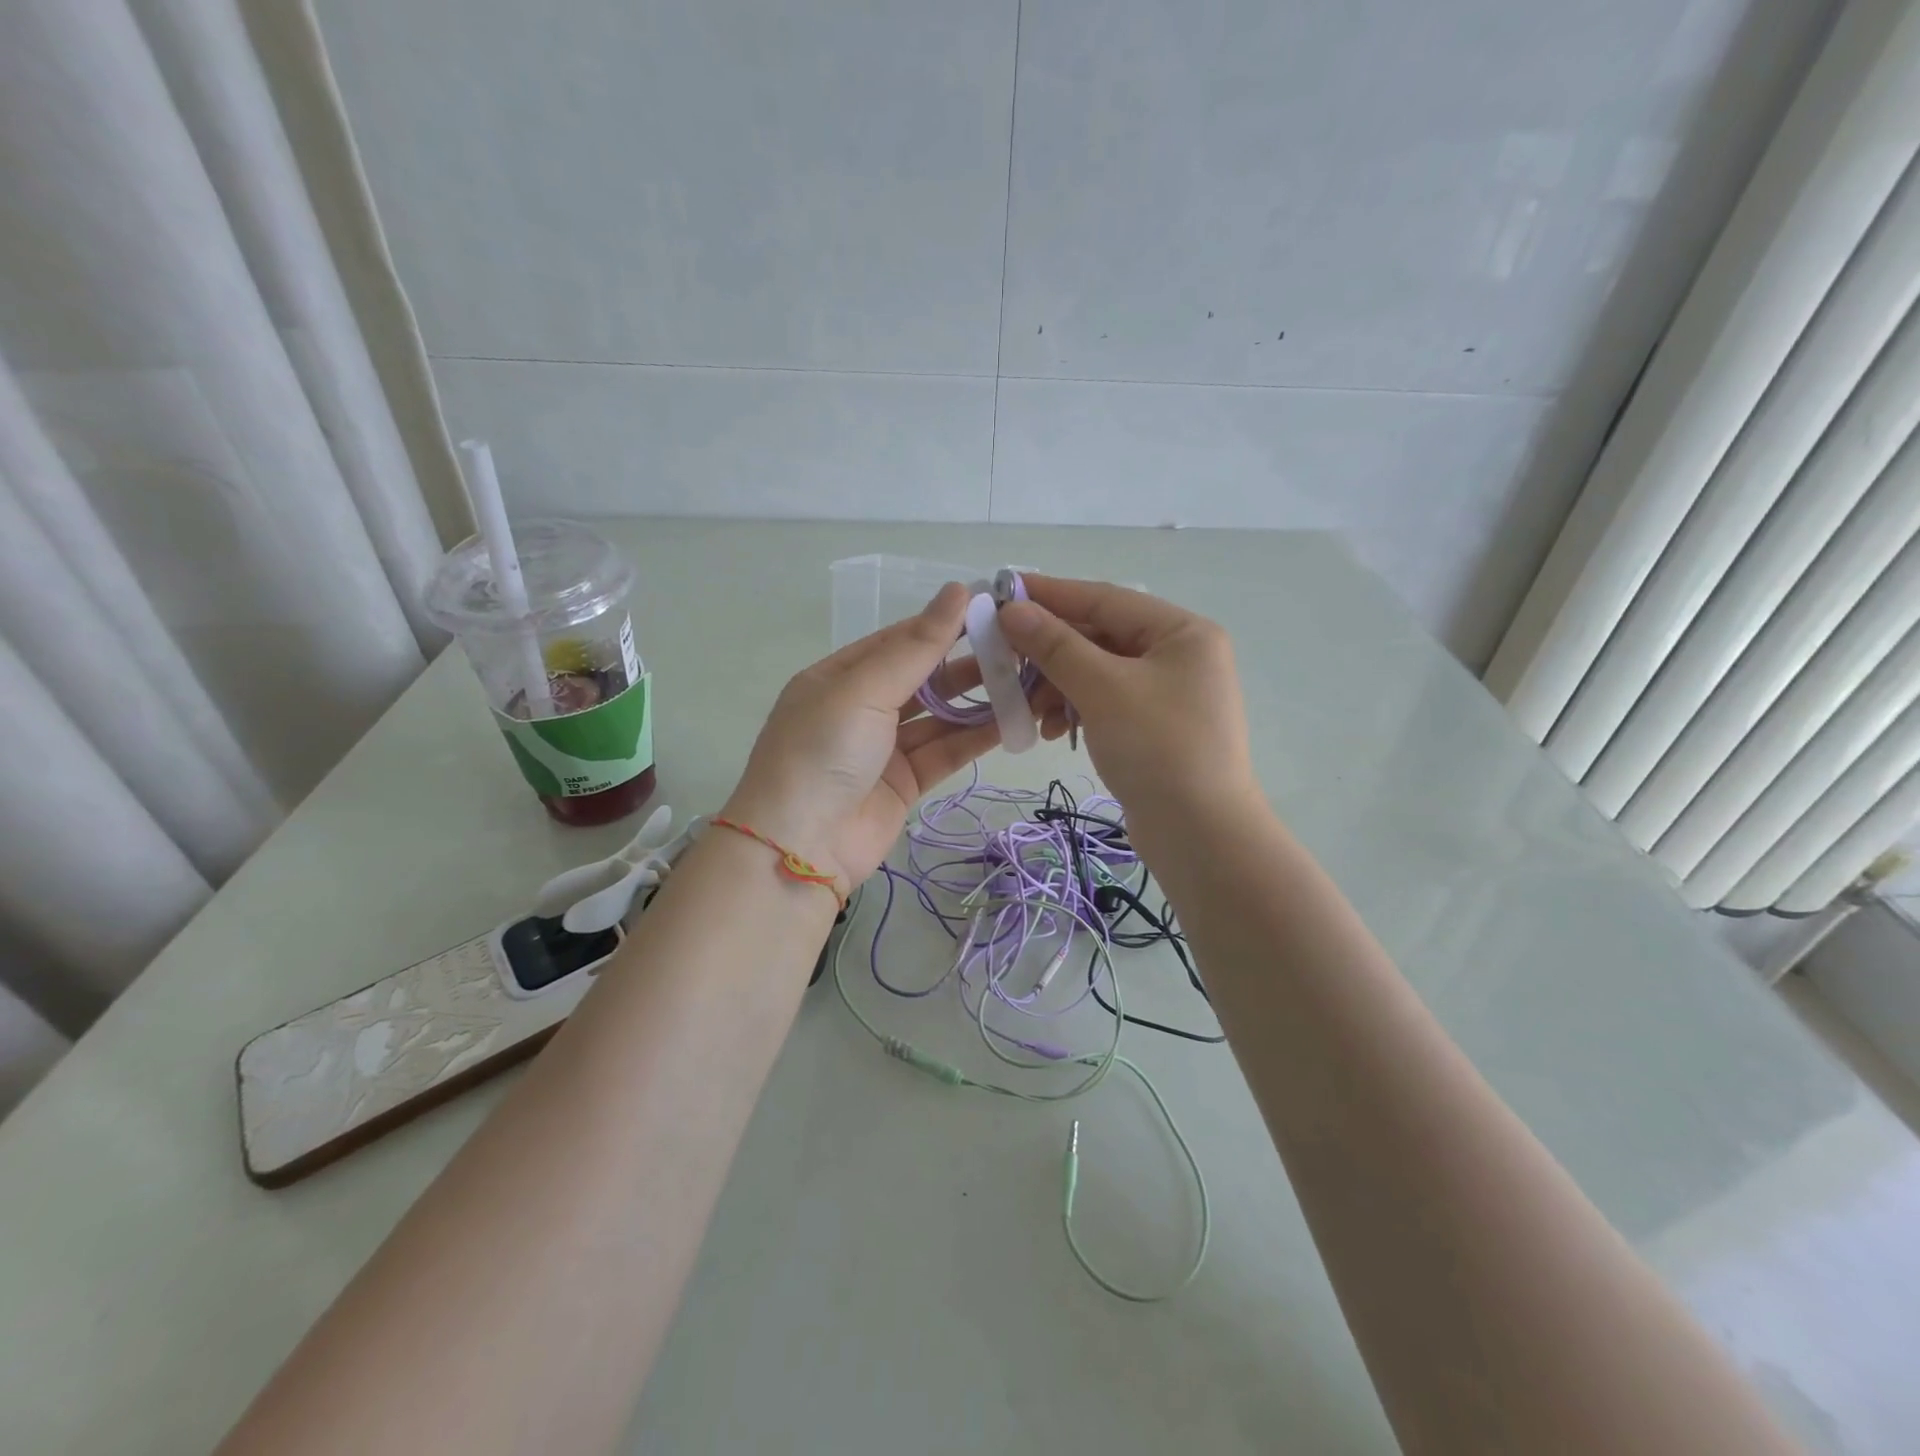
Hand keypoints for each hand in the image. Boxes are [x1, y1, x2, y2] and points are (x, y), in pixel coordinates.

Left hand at [723, 583, 999, 886]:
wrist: (800, 847)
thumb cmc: (822, 752)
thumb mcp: (864, 690)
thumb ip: (916, 647)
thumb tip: (958, 590)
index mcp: (838, 677)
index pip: (898, 641)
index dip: (942, 625)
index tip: (991, 610)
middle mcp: (860, 709)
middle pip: (922, 678)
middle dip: (966, 664)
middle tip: (1017, 649)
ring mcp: (883, 749)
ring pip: (939, 717)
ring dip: (978, 701)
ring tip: (1024, 682)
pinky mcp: (905, 783)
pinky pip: (945, 752)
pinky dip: (975, 738)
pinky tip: (1011, 721)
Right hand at [999, 575, 1257, 839]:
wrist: (1201, 836)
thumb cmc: (1158, 748)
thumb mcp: (1102, 689)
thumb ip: (1056, 645)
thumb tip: (1011, 609)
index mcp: (1182, 632)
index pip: (1105, 599)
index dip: (1051, 594)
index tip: (1002, 591)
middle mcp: (1180, 655)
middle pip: (1101, 637)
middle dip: (1051, 651)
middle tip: (1004, 658)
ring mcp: (1169, 693)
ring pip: (1099, 672)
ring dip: (1058, 686)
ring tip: (1028, 708)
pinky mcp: (1156, 727)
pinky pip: (1106, 702)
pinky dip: (1076, 710)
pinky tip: (1052, 731)